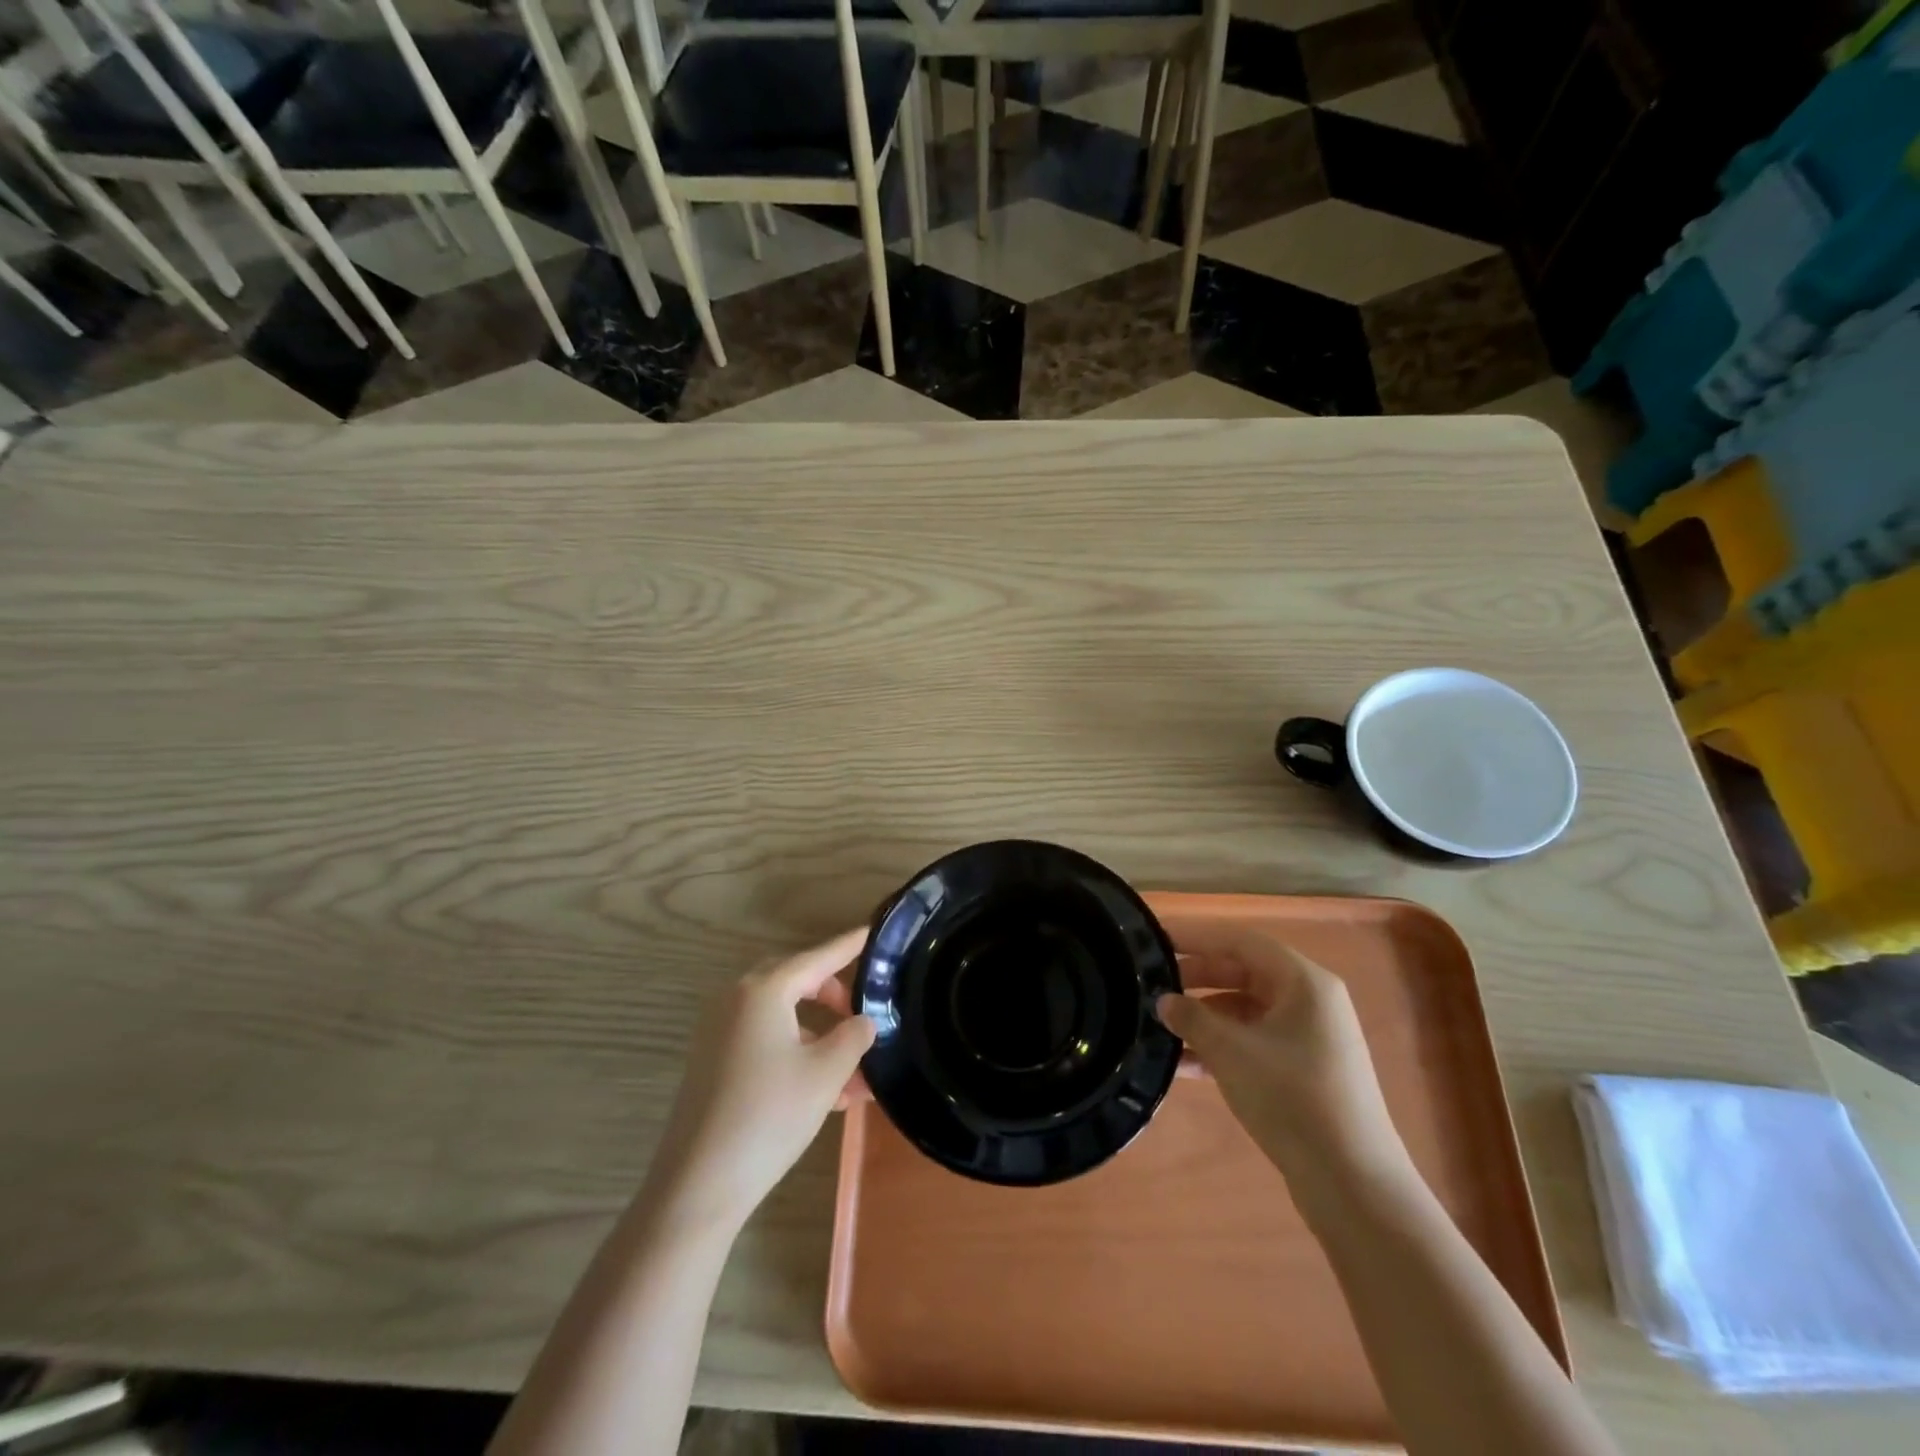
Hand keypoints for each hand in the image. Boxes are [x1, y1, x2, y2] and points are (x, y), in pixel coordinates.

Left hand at [641, 929, 874, 1232]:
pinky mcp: (714, 1061)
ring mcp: (720, 1031)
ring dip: (819, 1036)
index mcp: (764, 990)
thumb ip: (853, 1036)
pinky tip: (826, 1092)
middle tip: (862, 1011)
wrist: (697, 1185)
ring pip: (783, 1017)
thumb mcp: (826, 1073)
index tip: (872, 931)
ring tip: (856, 1075)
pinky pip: (765, 1040)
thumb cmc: (768, 1116)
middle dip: (833, 995)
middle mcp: (737, 1000)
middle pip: (796, 981)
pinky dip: (796, 1053)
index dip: (849, 945)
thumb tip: (863, 1021)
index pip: (818, 957)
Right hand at [1157, 922, 1411, 1192]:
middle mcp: (1310, 1001)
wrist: (1353, 1185)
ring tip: (1159, 1025)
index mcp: (1304, 982)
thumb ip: (1192, 1019)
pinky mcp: (1302, 1072)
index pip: (1240, 941)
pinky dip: (1220, 1047)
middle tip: (1151, 983)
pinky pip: (1252, 1042)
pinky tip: (1181, 1064)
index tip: (1155, 938)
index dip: (1196, 937)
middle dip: (1196, 978)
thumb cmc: (1293, 1100)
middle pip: (1243, 972)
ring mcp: (1308, 1038)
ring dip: (1204, 1017)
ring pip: (1245, 1010)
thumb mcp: (1232, 1053)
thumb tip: (1163, 1001)